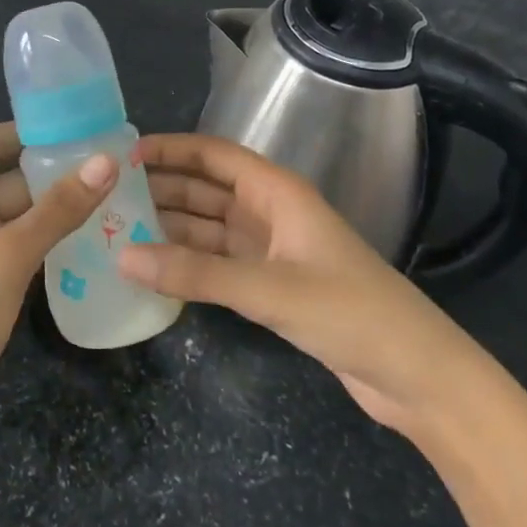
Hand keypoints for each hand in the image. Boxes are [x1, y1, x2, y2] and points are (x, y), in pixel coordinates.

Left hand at [0, 123, 115, 465]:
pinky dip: (39, 242)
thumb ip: (57, 210)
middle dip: (51, 173)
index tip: (81, 126)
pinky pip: (7, 248)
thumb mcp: (7, 261)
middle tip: (112, 166)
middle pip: (1, 179)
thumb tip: (106, 160)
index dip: (30, 131)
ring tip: (110, 197)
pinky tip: (82, 240)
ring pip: (9, 216)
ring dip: (50, 210)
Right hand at [118, 133, 486, 436]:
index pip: (214, 154)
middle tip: (108, 196)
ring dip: (170, 226)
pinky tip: (154, 267)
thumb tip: (122, 257)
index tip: (124, 155)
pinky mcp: (272, 285)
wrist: (418, 377)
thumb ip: (196, 273)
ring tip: (119, 229)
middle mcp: (271, 212)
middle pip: (206, 189)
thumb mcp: (269, 289)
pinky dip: (188, 262)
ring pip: (209, 227)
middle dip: (161, 188)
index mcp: (278, 192)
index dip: (170, 149)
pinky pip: (218, 261)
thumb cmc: (351, 312)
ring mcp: (272, 250)